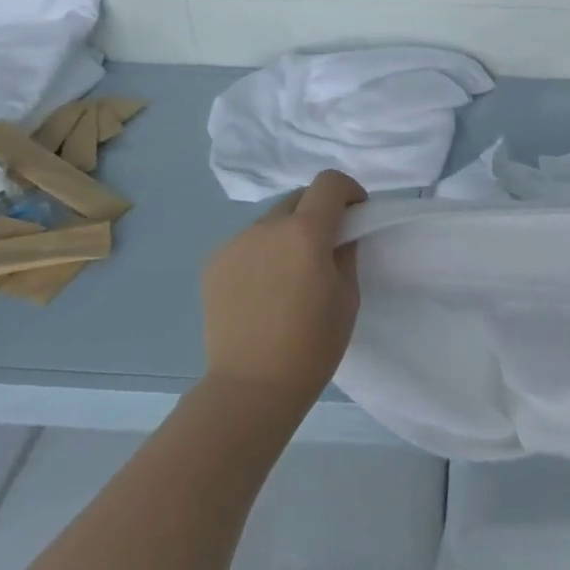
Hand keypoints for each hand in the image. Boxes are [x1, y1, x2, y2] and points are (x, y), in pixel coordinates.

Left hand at [201, 170, 366, 410]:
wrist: (252, 386)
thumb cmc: (312, 346)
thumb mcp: (347, 297)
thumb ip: (345, 253)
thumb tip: (339, 234)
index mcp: (305, 232)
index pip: (329, 183)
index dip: (348, 190)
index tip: (356, 213)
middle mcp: (266, 226)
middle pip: (298, 198)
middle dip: (318, 212)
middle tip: (325, 248)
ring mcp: (234, 243)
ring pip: (270, 222)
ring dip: (287, 233)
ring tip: (290, 275)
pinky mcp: (213, 263)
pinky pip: (247, 244)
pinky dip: (262, 253)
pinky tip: (263, 291)